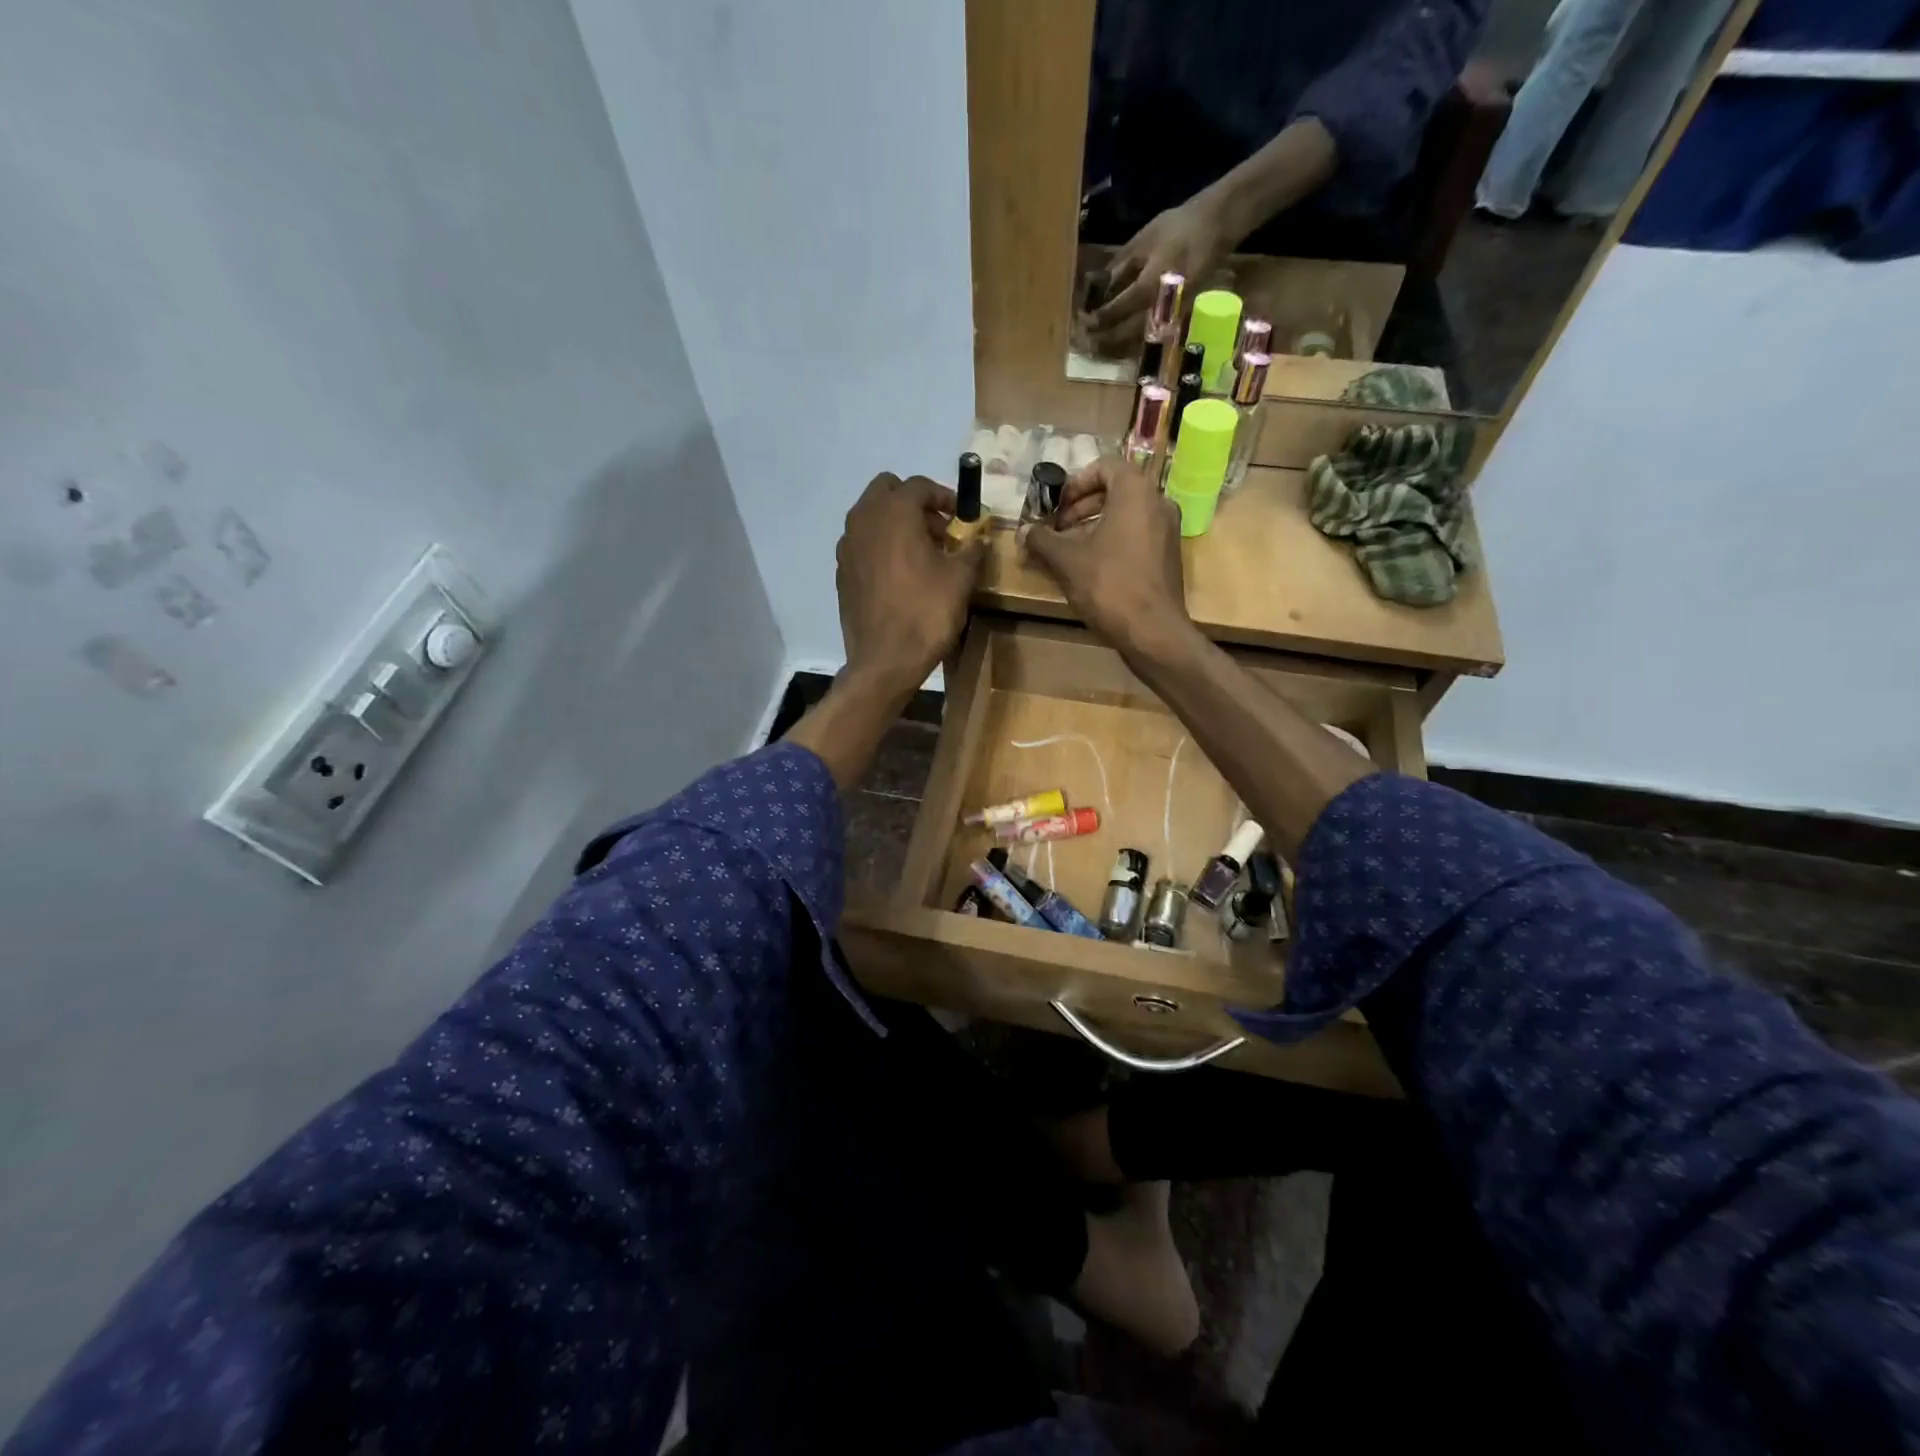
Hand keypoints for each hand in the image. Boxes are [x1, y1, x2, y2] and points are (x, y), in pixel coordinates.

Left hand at [835, 472, 985, 694]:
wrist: (885, 661)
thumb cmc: (926, 613)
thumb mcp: (960, 579)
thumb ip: (971, 549)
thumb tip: (978, 538)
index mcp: (894, 512)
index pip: (919, 486)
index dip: (945, 496)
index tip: (962, 516)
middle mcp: (864, 520)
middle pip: (887, 491)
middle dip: (914, 503)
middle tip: (939, 529)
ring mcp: (848, 547)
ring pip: (872, 517)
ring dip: (896, 524)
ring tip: (923, 553)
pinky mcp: (842, 572)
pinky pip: (863, 544)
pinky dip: (881, 547)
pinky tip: (901, 575)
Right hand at [1019, 457, 1191, 659]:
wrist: (1153, 631)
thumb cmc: (1109, 585)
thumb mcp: (1066, 560)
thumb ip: (1042, 540)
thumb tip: (1023, 530)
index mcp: (1136, 492)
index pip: (1105, 466)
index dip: (1076, 482)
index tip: (1057, 505)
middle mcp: (1158, 503)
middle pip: (1115, 490)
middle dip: (1081, 506)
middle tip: (1057, 528)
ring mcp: (1168, 530)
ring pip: (1126, 515)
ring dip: (1094, 525)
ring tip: (1068, 550)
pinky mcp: (1168, 555)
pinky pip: (1137, 535)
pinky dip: (1113, 541)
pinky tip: (1090, 567)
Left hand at [1084, 198, 1228, 355]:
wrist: (1216, 227)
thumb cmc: (1176, 229)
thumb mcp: (1142, 242)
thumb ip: (1118, 269)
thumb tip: (1094, 289)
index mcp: (1150, 285)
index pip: (1116, 311)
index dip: (1096, 319)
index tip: (1080, 322)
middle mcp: (1160, 307)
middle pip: (1125, 335)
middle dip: (1102, 339)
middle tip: (1084, 339)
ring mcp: (1171, 317)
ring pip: (1137, 341)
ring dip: (1114, 346)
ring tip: (1096, 343)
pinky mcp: (1177, 320)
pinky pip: (1149, 336)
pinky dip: (1130, 341)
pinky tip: (1117, 337)